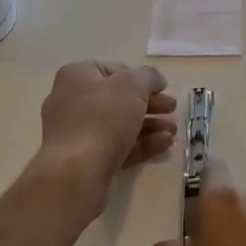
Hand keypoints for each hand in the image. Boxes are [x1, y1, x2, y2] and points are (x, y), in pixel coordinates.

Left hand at [34, 61, 177, 216]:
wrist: (74, 175)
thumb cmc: (102, 118)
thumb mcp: (132, 85)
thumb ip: (148, 76)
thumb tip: (155, 80)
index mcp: (78, 76)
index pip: (115, 70)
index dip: (141, 77)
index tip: (162, 88)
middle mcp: (72, 101)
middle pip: (119, 98)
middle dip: (150, 104)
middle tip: (172, 109)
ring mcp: (77, 133)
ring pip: (119, 125)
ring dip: (149, 125)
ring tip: (173, 132)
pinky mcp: (84, 161)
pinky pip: (116, 147)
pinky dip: (140, 144)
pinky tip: (164, 146)